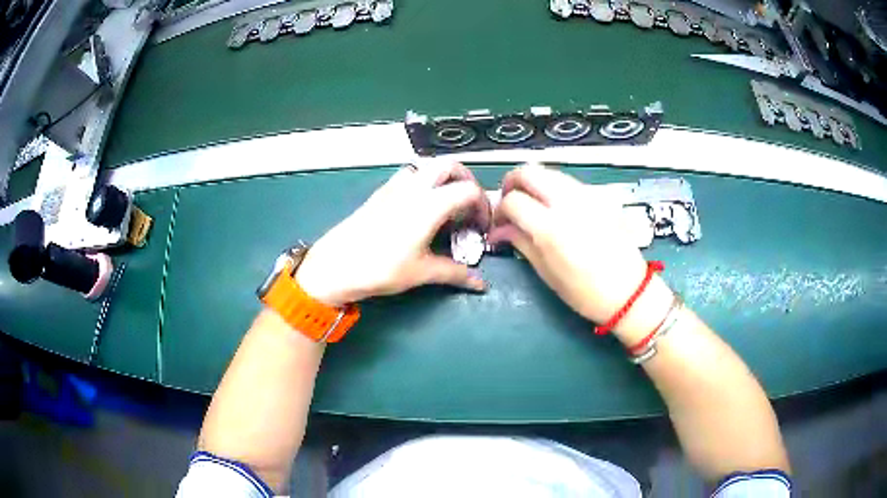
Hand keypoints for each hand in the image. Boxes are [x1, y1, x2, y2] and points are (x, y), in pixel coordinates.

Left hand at [296, 162, 490, 306]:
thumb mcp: (422, 272)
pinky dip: (423, 183)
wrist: (336, 265)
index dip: (483, 205)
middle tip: (469, 204)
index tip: (481, 227)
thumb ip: (455, 273)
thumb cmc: (382, 268)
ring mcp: (395, 187)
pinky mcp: (380, 193)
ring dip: (443, 177)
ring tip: (446, 204)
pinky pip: (409, 176)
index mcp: (430, 203)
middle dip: (465, 179)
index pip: (469, 190)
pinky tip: (419, 208)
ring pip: (426, 166)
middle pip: (449, 165)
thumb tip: (480, 284)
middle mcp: (414, 187)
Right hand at [488, 165, 668, 330]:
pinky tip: (559, 210)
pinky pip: (569, 183)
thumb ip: (521, 242)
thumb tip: (499, 230)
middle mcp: (568, 202)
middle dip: (513, 183)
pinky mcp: (601, 195)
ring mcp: (588, 194)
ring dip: (535, 184)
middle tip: (511, 203)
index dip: (500, 211)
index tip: (501, 224)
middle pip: (529, 171)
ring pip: (549, 172)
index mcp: (551, 227)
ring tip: (534, 206)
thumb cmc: (585, 292)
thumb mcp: (547, 272)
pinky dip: (556, 189)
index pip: (512, 201)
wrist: (629, 292)